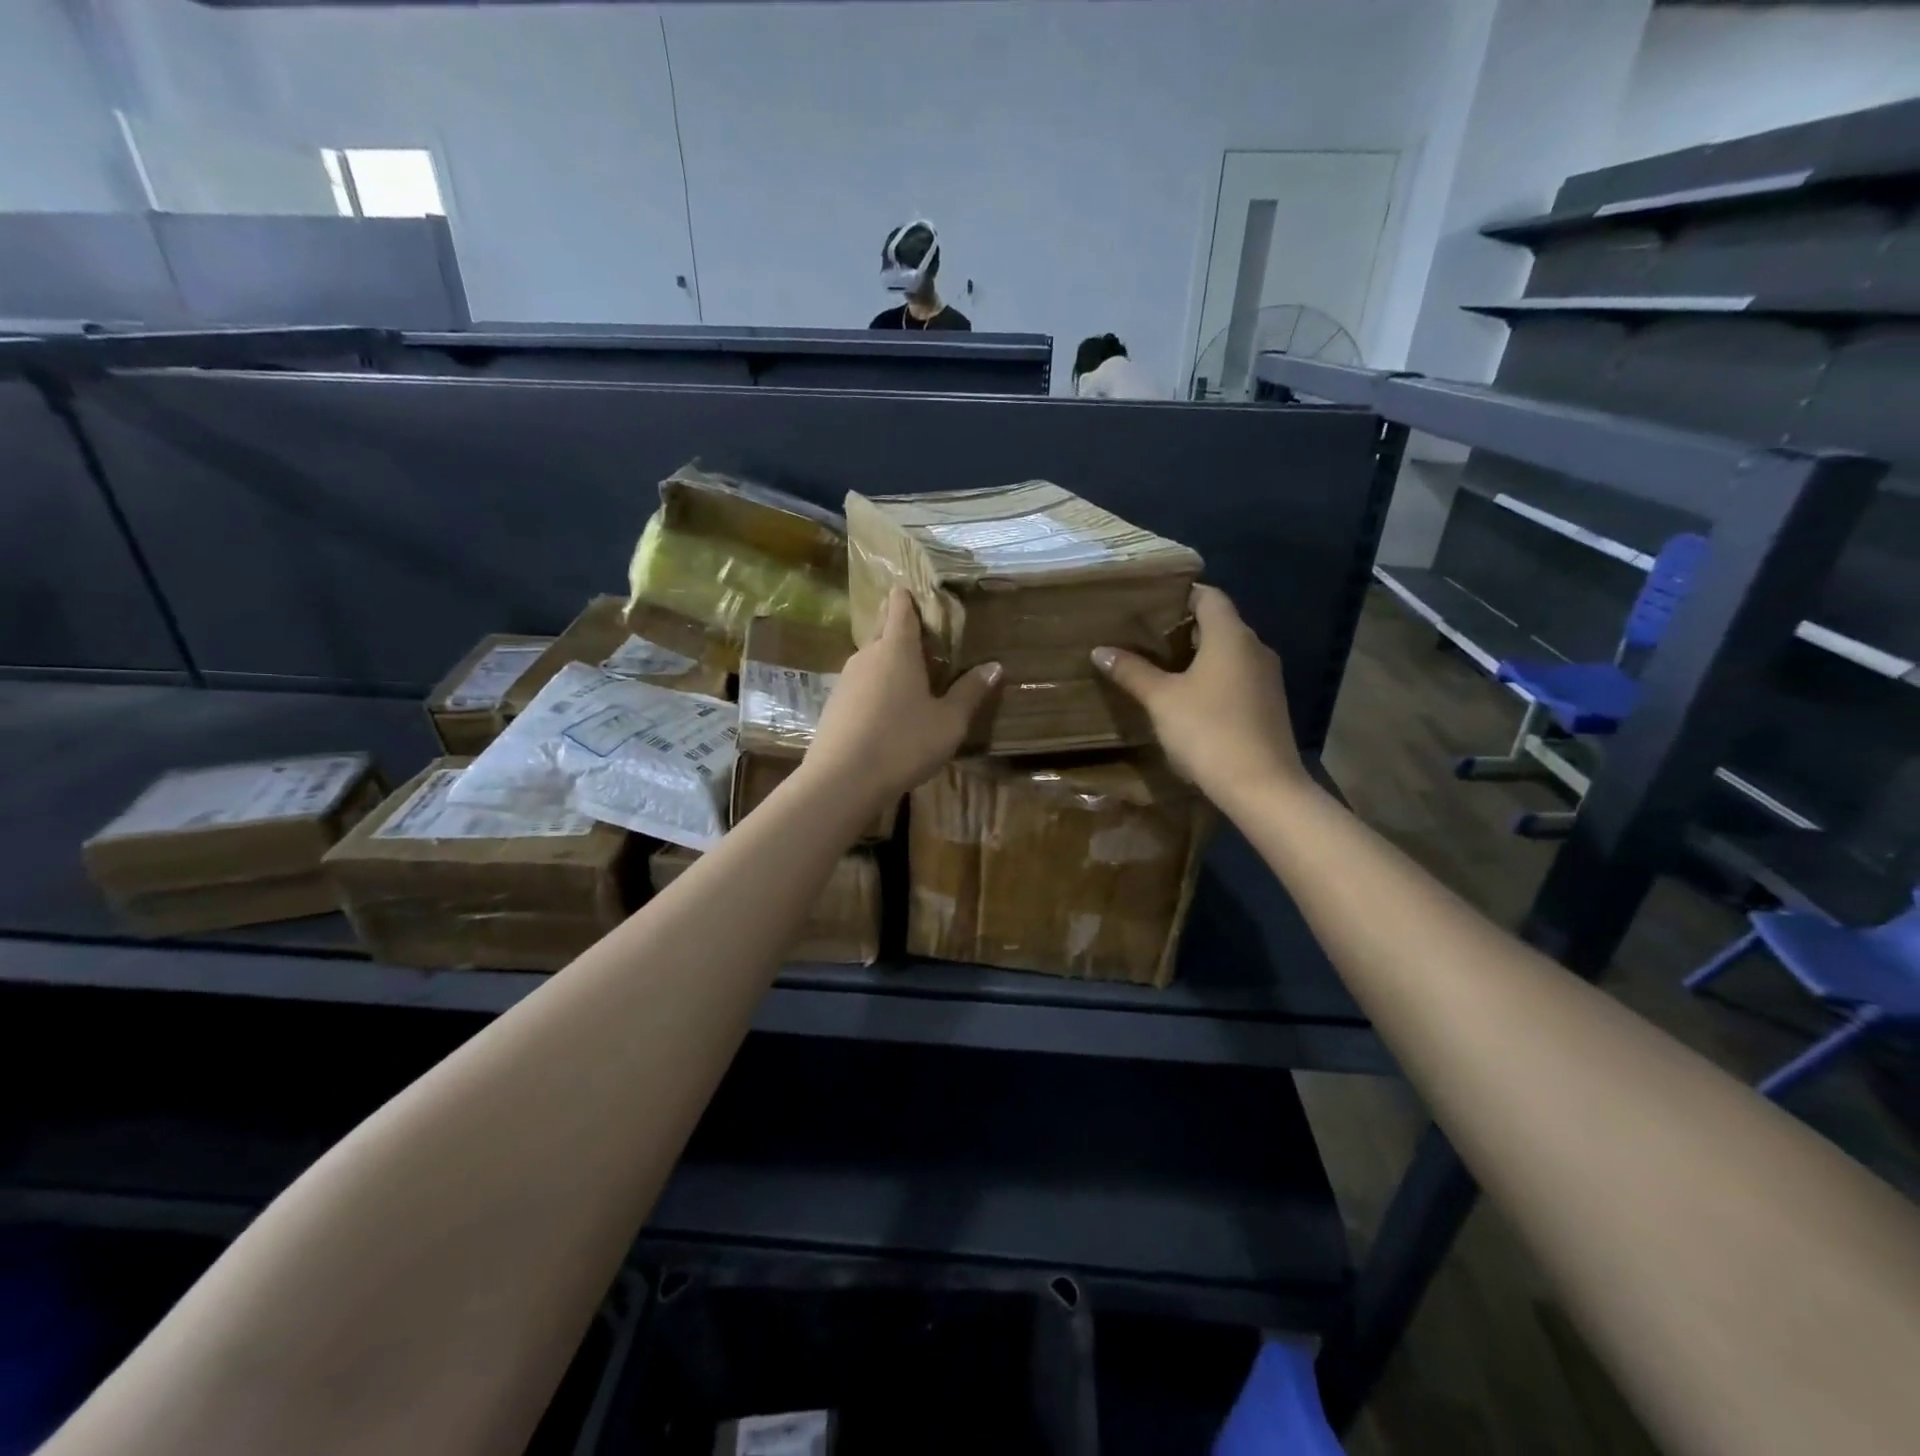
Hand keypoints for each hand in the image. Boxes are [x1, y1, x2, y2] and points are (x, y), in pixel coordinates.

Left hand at [806, 588, 999, 806]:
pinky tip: (887, 711)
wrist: (841, 781)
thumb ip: (971, 692)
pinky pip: (860, 685)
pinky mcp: (834, 705)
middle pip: (883, 630)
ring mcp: (846, 680)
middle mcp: (867, 655)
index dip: (910, 597)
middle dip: (902, 629)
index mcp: (897, 649)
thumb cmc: (903, 743)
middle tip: (928, 641)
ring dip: (889, 663)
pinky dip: (875, 688)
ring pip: (871, 659)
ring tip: (912, 678)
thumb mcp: (948, 722)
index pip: (900, 607)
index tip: (923, 595)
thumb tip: (994, 665)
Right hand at [1092, 585, 1303, 802]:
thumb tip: (1100, 650)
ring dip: (1198, 655)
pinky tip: (1188, 697)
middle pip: (1219, 623)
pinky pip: (1237, 677)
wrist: (1261, 787)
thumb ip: (1132, 671)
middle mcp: (1255, 648)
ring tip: (1160, 666)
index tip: (1150, 603)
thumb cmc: (1208, 732)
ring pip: (1229, 652)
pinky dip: (1213, 677)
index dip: (1180, 594)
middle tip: (1144, 636)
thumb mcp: (1161, 700)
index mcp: (1231, 636)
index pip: (1209, 596)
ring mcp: (1267, 678)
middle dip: (1183, 627)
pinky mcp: (1269, 705)